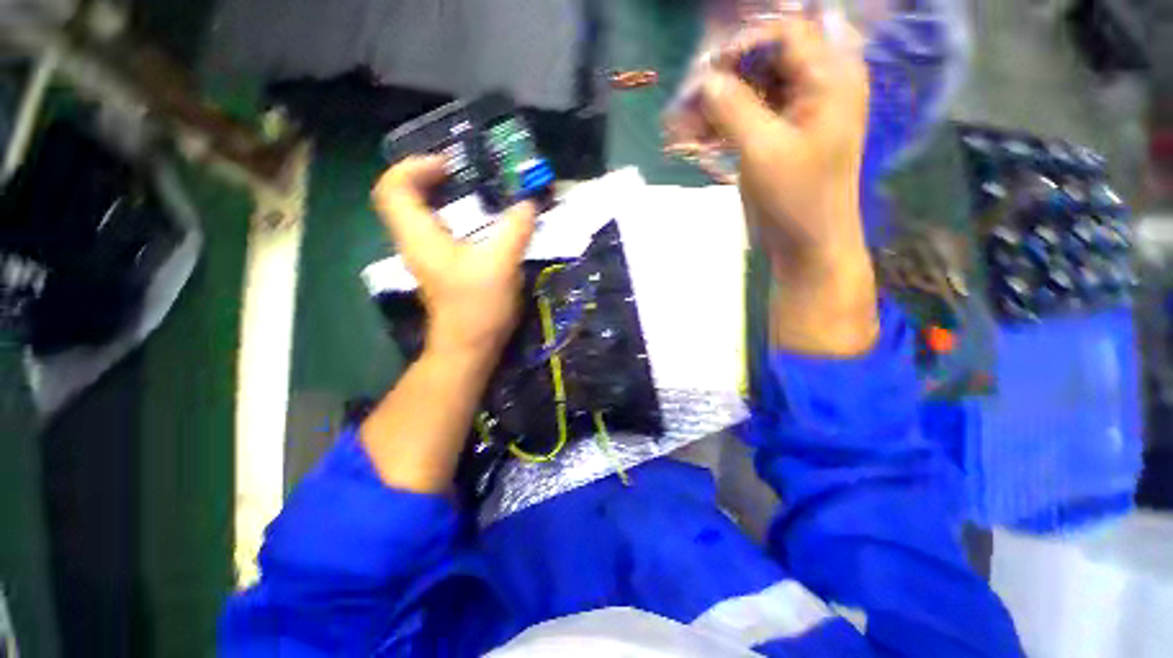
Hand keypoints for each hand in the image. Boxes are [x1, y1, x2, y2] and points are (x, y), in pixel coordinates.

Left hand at [372, 156, 536, 360]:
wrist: (469, 347)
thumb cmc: (478, 306)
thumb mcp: (501, 264)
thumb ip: (515, 229)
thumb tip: (528, 202)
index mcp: (420, 237)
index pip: (393, 188)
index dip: (413, 166)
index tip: (449, 164)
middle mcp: (416, 243)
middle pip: (403, 197)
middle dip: (428, 176)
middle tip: (463, 171)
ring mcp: (427, 257)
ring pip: (420, 214)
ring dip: (440, 196)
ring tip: (473, 189)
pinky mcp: (442, 268)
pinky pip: (437, 230)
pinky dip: (451, 216)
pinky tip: (479, 221)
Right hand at [698, 15, 878, 354]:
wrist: (806, 244)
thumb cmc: (795, 198)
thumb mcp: (762, 149)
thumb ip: (733, 107)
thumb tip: (704, 79)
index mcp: (830, 77)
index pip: (783, 34)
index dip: (740, 47)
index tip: (703, 73)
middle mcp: (817, 85)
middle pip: (762, 62)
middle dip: (720, 82)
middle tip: (684, 105)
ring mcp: (796, 112)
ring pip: (749, 92)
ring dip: (713, 108)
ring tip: (679, 130)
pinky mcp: (778, 136)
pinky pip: (746, 118)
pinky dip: (719, 127)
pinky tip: (693, 141)